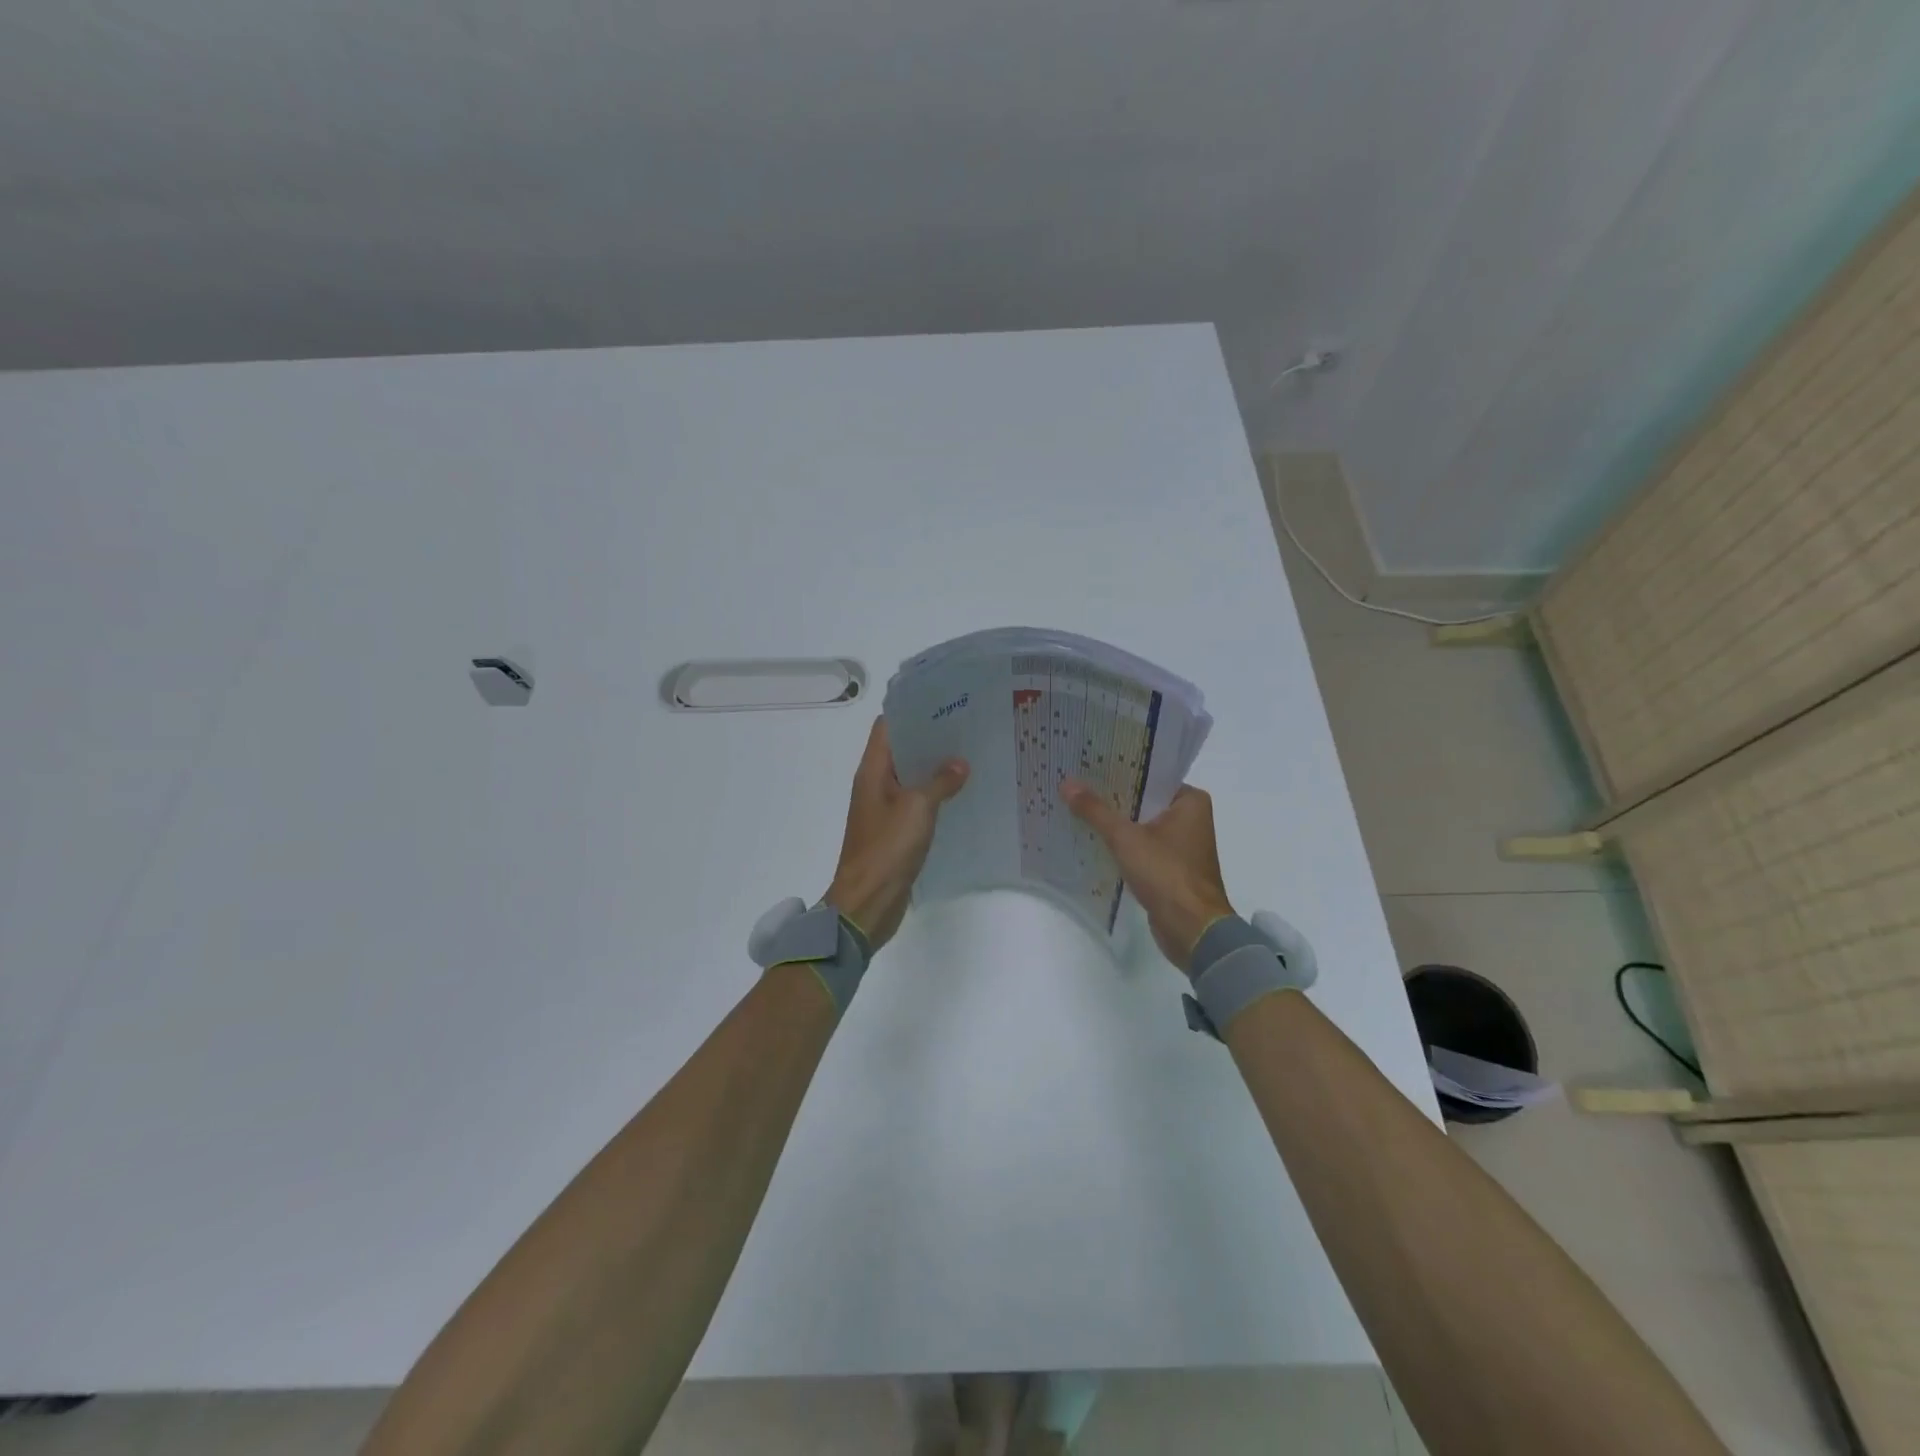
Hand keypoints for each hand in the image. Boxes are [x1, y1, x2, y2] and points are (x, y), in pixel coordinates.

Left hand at [824, 718, 968, 951]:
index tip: (943, 703)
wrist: (867, 903)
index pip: (887, 727)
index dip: (911, 711)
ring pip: (910, 778)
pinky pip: (916, 804)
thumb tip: (959, 763)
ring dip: (934, 768)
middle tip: (966, 727)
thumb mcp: (917, 809)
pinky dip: (934, 795)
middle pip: (901, 750)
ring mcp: (884, 809)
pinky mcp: (894, 831)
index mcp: (872, 772)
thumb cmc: (887, 849)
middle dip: (930, 739)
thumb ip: (939, 782)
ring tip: (970, 755)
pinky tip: (961, 793)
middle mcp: (875, 785)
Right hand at [1061, 780, 1235, 972]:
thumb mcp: (1125, 838)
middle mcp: (1190, 817)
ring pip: (1141, 823)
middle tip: (1075, 783)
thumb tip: (1066, 782)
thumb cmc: (1166, 873)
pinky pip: (1141, 845)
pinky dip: (1121, 843)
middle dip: (1112, 796)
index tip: (1088, 763)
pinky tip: (1092, 838)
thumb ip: (1095, 810)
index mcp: (1190, 801)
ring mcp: (1181, 844)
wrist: (1192, 930)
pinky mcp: (1171, 867)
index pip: (1150, 775)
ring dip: (1115, 821)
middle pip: (1143, 800)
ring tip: (1077, 806)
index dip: (1119, 770)